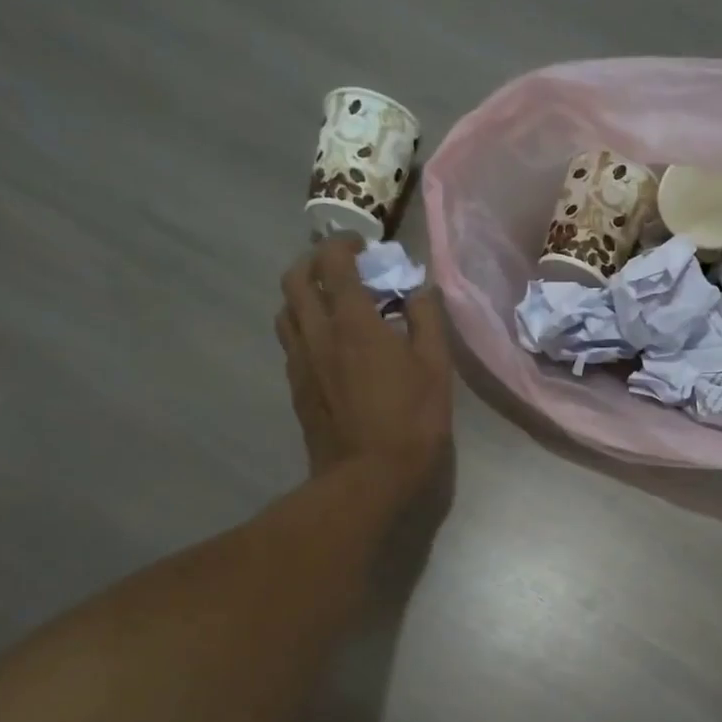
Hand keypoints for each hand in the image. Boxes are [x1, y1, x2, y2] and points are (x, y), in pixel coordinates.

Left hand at [276, 236, 452, 500]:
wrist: (367, 478)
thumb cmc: (411, 421)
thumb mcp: (435, 367)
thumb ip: (427, 320)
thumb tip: (419, 290)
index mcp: (352, 322)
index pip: (334, 262)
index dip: (344, 244)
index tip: (363, 245)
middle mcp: (317, 333)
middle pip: (295, 279)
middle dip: (314, 261)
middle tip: (340, 267)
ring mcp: (300, 362)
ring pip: (286, 310)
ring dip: (304, 294)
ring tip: (331, 303)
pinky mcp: (296, 387)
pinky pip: (291, 342)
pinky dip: (305, 327)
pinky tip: (328, 344)